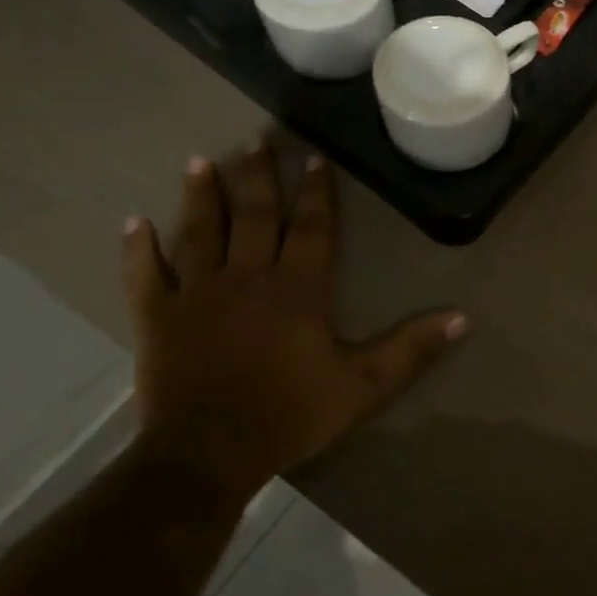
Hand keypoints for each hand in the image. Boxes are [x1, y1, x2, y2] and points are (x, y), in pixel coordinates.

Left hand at [121, 142, 465, 502]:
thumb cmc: (291, 414)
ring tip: (202, 161)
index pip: (312, 227)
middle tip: (256, 140)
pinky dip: (138, 248)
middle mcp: (248, 277)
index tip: (313, 158)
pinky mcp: (156, 317)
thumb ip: (412, 348)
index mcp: (298, 288)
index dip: (316, 192)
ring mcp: (197, 293)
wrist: (207, 454)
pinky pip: (144, 274)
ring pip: (201, 232)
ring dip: (202, 196)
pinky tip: (134, 222)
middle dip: (258, 176)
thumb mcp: (364, 385)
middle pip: (255, 216)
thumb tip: (462, 317)